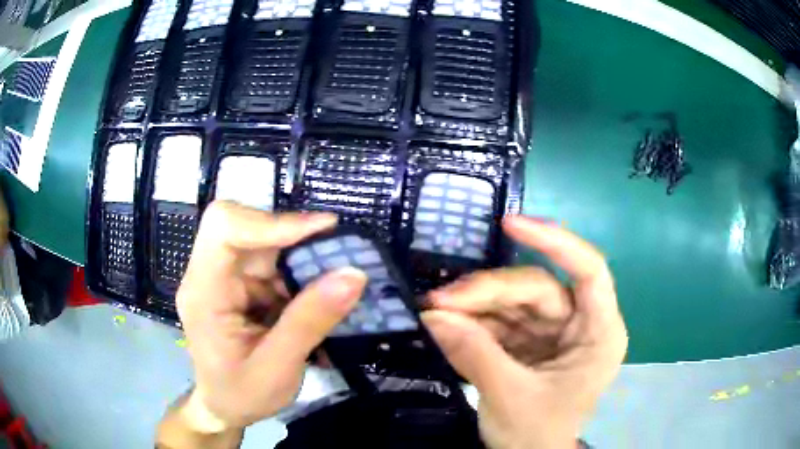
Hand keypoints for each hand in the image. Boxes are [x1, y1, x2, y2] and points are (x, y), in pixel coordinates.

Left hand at [175, 202, 367, 430]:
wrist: (224, 407)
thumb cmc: (241, 395)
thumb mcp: (278, 368)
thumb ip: (311, 322)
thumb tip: (353, 274)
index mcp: (204, 291)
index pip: (224, 228)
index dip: (270, 220)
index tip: (323, 229)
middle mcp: (209, 274)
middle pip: (246, 227)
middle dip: (293, 239)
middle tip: (336, 254)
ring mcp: (224, 278)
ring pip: (265, 243)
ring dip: (300, 259)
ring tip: (332, 285)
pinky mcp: (240, 285)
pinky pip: (272, 263)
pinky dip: (299, 275)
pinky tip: (314, 301)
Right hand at [423, 216, 627, 448]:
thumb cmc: (536, 437)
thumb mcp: (509, 398)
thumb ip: (474, 354)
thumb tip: (432, 317)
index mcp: (598, 335)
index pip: (588, 271)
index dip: (555, 241)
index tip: (511, 225)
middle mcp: (580, 326)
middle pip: (537, 289)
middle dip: (488, 292)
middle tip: (441, 301)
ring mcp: (554, 334)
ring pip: (513, 303)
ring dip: (474, 306)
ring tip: (436, 312)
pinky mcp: (530, 343)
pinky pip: (501, 322)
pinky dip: (473, 323)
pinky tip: (447, 326)